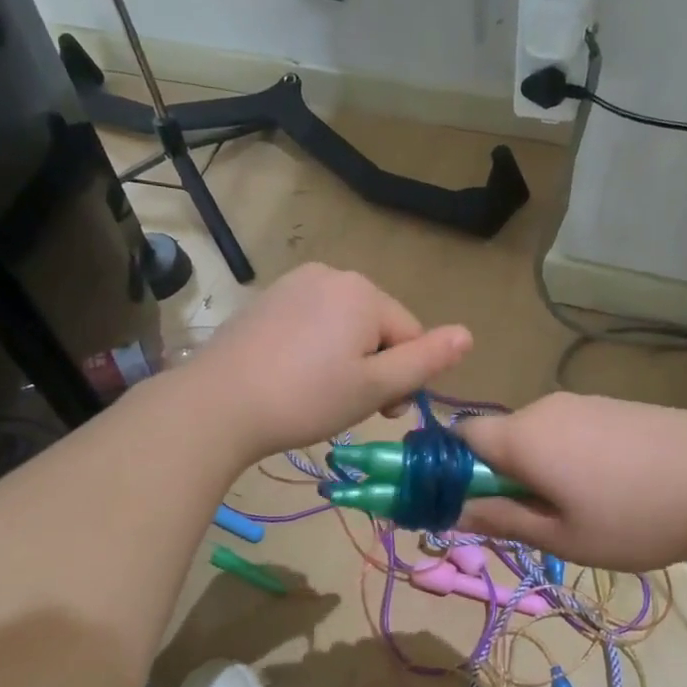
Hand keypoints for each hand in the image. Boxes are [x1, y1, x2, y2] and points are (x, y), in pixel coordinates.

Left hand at [189, 264, 471, 460]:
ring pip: (343, 326)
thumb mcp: (375, 386)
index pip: (410, 334)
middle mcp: (331, 274)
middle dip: (373, 366)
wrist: (218, 404)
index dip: (403, 378)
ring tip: (319, 395)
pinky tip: (293, 378)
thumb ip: (425, 361)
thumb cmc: (306, 398)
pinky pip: (311, 323)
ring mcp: (294, 284)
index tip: (381, 413)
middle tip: (348, 406)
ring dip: (345, 360)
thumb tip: (469, 335)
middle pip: (376, 326)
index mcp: (364, 292)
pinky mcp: (267, 301)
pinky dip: (314, 350)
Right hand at [453, 393, 686, 570]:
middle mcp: (545, 408)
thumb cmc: (637, 516)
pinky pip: (569, 430)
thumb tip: (452, 511)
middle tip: (529, 521)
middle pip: (498, 437)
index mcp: (522, 436)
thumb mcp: (562, 537)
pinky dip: (567, 458)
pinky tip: (608, 488)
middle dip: (498, 476)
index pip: (459, 436)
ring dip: (536, 469)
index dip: (449, 469)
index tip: (466, 505)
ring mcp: (584, 403)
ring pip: (536, 435)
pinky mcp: (615, 407)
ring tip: (577, 511)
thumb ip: (501, 519)